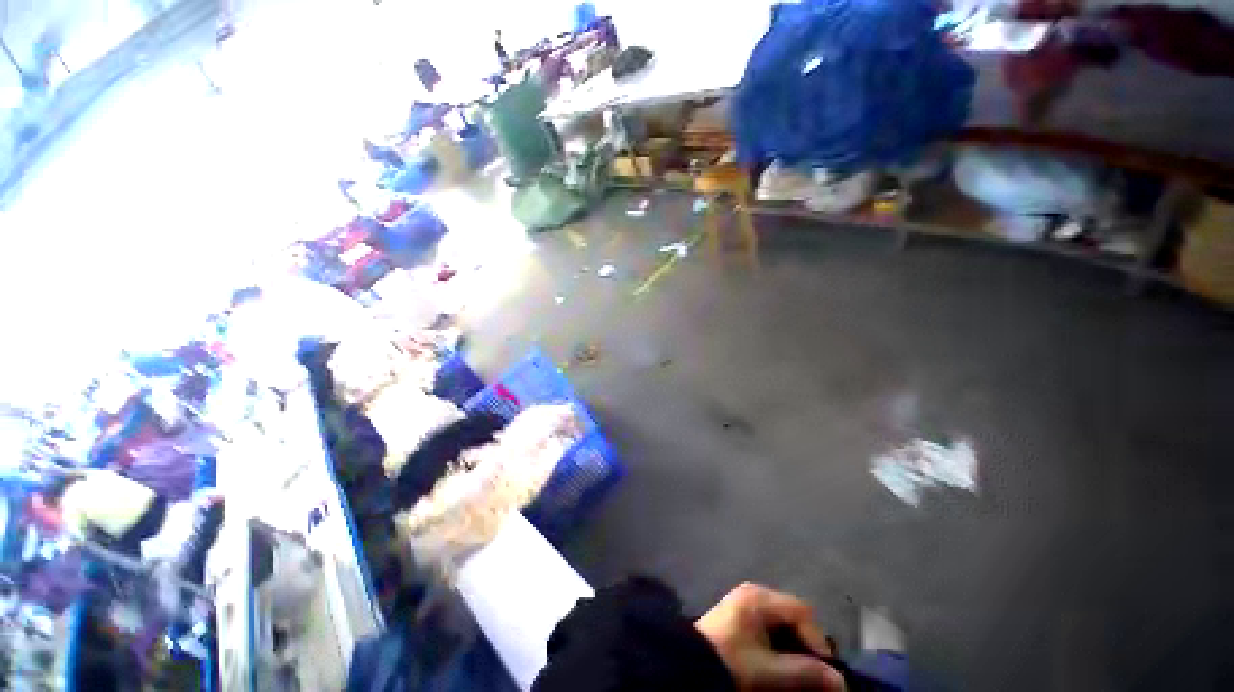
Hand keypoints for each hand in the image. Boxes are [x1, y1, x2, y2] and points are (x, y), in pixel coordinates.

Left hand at [696, 583, 845, 690]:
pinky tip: (781, 666)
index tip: (825, 672)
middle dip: (807, 646)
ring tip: (799, 675)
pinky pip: (770, 628)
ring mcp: (746, 603)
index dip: (818, 641)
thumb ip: (805, 673)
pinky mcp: (740, 617)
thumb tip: (840, 682)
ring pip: (783, 624)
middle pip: (793, 616)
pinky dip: (780, 647)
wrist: (688, 665)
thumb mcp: (768, 671)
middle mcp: (754, 593)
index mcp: (759, 597)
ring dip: (795, 649)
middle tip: (814, 675)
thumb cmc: (730, 662)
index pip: (802, 611)